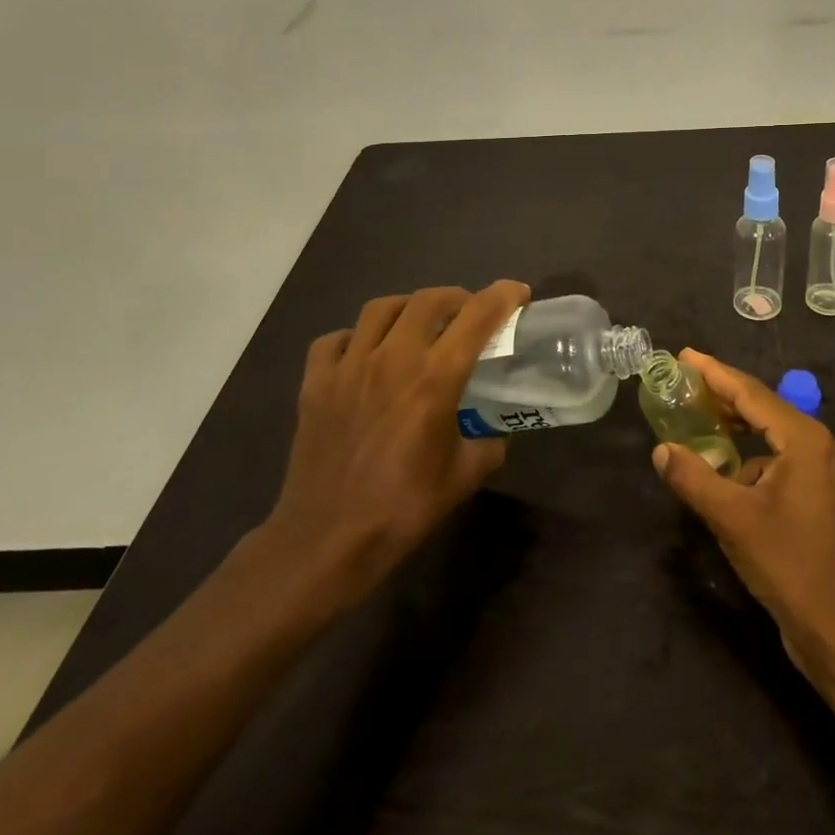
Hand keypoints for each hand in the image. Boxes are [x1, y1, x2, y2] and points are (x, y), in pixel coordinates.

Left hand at [258, 280, 529, 611]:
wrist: (327, 541)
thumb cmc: (403, 508)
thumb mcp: (465, 476)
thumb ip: (488, 442)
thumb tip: (495, 429)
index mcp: (435, 378)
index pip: (478, 316)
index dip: (503, 296)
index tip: (518, 293)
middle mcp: (393, 358)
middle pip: (429, 299)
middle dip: (457, 298)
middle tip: (468, 314)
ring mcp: (348, 367)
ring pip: (381, 308)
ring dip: (408, 309)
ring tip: (418, 326)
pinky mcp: (315, 383)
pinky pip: (335, 340)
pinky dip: (355, 338)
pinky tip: (364, 355)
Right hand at [651, 348, 834, 684]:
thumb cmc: (790, 566)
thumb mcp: (733, 519)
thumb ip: (694, 478)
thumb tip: (661, 450)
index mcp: (804, 439)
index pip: (750, 393)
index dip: (714, 373)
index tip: (684, 356)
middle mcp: (818, 445)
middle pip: (763, 407)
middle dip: (723, 395)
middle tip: (684, 382)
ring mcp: (823, 473)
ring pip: (771, 435)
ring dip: (736, 427)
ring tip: (699, 418)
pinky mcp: (819, 498)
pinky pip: (779, 460)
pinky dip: (751, 458)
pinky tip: (726, 472)